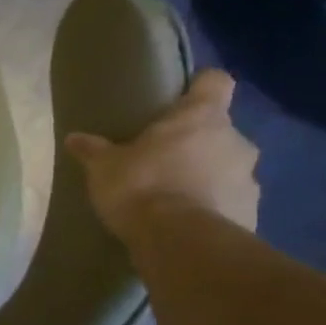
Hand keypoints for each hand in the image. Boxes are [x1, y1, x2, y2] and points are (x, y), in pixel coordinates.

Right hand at [66, 69, 259, 240]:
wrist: (181, 242)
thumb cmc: (142, 187)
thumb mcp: (104, 167)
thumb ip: (93, 150)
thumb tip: (74, 138)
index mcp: (201, 117)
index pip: (215, 82)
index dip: (200, 85)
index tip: (181, 96)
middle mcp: (235, 140)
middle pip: (219, 129)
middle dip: (196, 142)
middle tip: (163, 158)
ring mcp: (250, 178)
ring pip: (227, 167)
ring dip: (206, 176)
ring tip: (173, 195)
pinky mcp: (251, 213)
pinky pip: (230, 201)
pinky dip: (212, 207)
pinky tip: (185, 222)